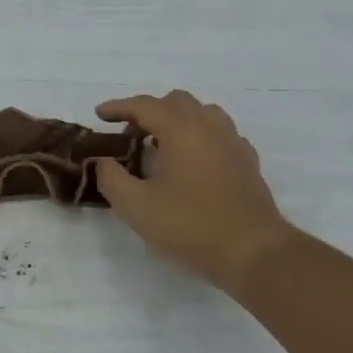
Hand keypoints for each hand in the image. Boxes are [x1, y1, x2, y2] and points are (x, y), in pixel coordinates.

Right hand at [93, 91, 295, 295]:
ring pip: (201, 113)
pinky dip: (199, 136)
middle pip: (175, 101)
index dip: (118, 107)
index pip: (144, 105)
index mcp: (181, 130)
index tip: (99, 114)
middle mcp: (209, 126)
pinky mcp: (247, 160)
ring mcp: (233, 141)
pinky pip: (219, 133)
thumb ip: (112, 179)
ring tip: (160, 145)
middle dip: (148, 112)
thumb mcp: (137, 207)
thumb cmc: (191, 226)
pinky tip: (191, 162)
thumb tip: (104, 163)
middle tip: (129, 135)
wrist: (253, 251)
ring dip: (176, 120)